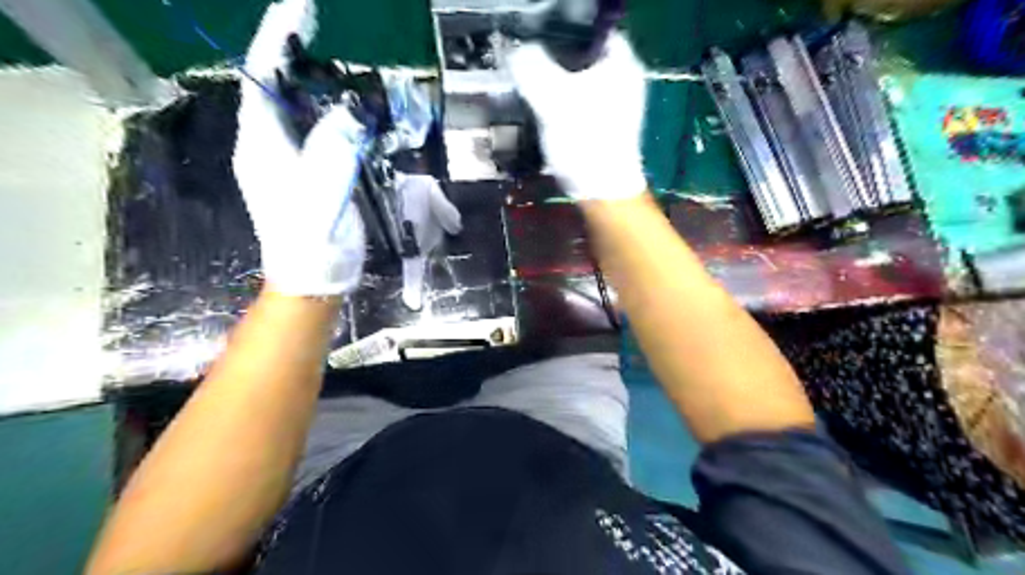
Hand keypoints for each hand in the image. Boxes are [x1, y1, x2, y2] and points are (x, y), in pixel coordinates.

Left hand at [232, 0, 363, 296]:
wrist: (313, 279)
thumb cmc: (313, 244)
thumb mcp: (323, 197)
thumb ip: (333, 152)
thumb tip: (348, 113)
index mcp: (262, 147)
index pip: (261, 80)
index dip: (275, 40)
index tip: (299, 9)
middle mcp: (266, 146)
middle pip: (271, 86)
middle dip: (288, 50)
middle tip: (314, 23)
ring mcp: (285, 161)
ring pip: (290, 106)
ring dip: (306, 77)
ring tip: (326, 53)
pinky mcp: (305, 173)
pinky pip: (310, 129)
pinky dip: (324, 108)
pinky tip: (341, 104)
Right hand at [507, 34, 646, 200]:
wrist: (601, 192)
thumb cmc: (584, 141)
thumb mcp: (552, 99)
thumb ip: (531, 68)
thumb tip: (517, 54)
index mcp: (621, 63)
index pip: (590, 31)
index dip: (561, 35)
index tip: (535, 46)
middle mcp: (624, 79)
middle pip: (582, 57)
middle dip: (553, 63)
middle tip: (528, 70)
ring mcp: (616, 105)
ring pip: (578, 83)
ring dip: (554, 86)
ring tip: (531, 92)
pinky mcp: (604, 127)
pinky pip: (578, 105)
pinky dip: (561, 106)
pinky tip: (544, 115)